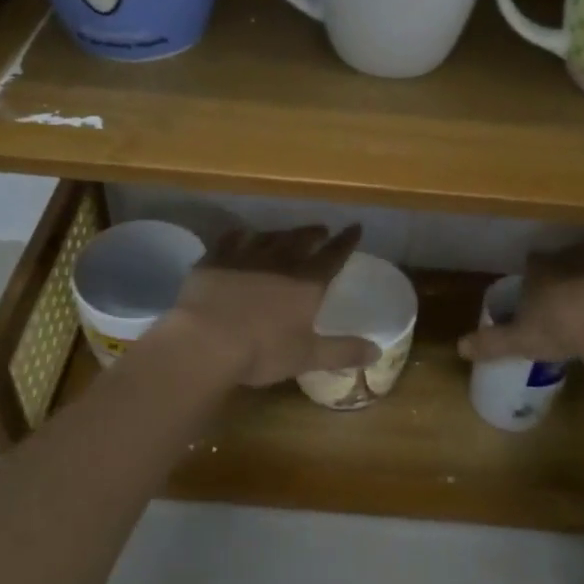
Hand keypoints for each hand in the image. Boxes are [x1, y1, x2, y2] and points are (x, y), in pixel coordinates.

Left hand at [164, 224, 378, 387]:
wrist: (206, 341)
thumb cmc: (262, 351)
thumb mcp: (307, 356)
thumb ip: (343, 352)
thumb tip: (377, 351)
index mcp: (306, 283)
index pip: (333, 255)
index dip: (346, 241)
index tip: (355, 227)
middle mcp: (279, 262)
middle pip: (301, 240)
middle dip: (314, 233)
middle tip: (321, 229)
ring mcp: (245, 257)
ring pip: (269, 237)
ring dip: (281, 233)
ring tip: (286, 233)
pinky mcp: (215, 260)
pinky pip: (231, 240)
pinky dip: (240, 235)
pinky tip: (240, 234)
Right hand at [457, 231, 583, 363]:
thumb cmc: (559, 327)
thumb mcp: (519, 340)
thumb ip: (491, 343)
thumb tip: (459, 348)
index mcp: (541, 268)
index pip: (533, 262)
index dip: (535, 275)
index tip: (537, 289)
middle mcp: (573, 255)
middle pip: (568, 256)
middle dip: (568, 269)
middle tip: (571, 293)